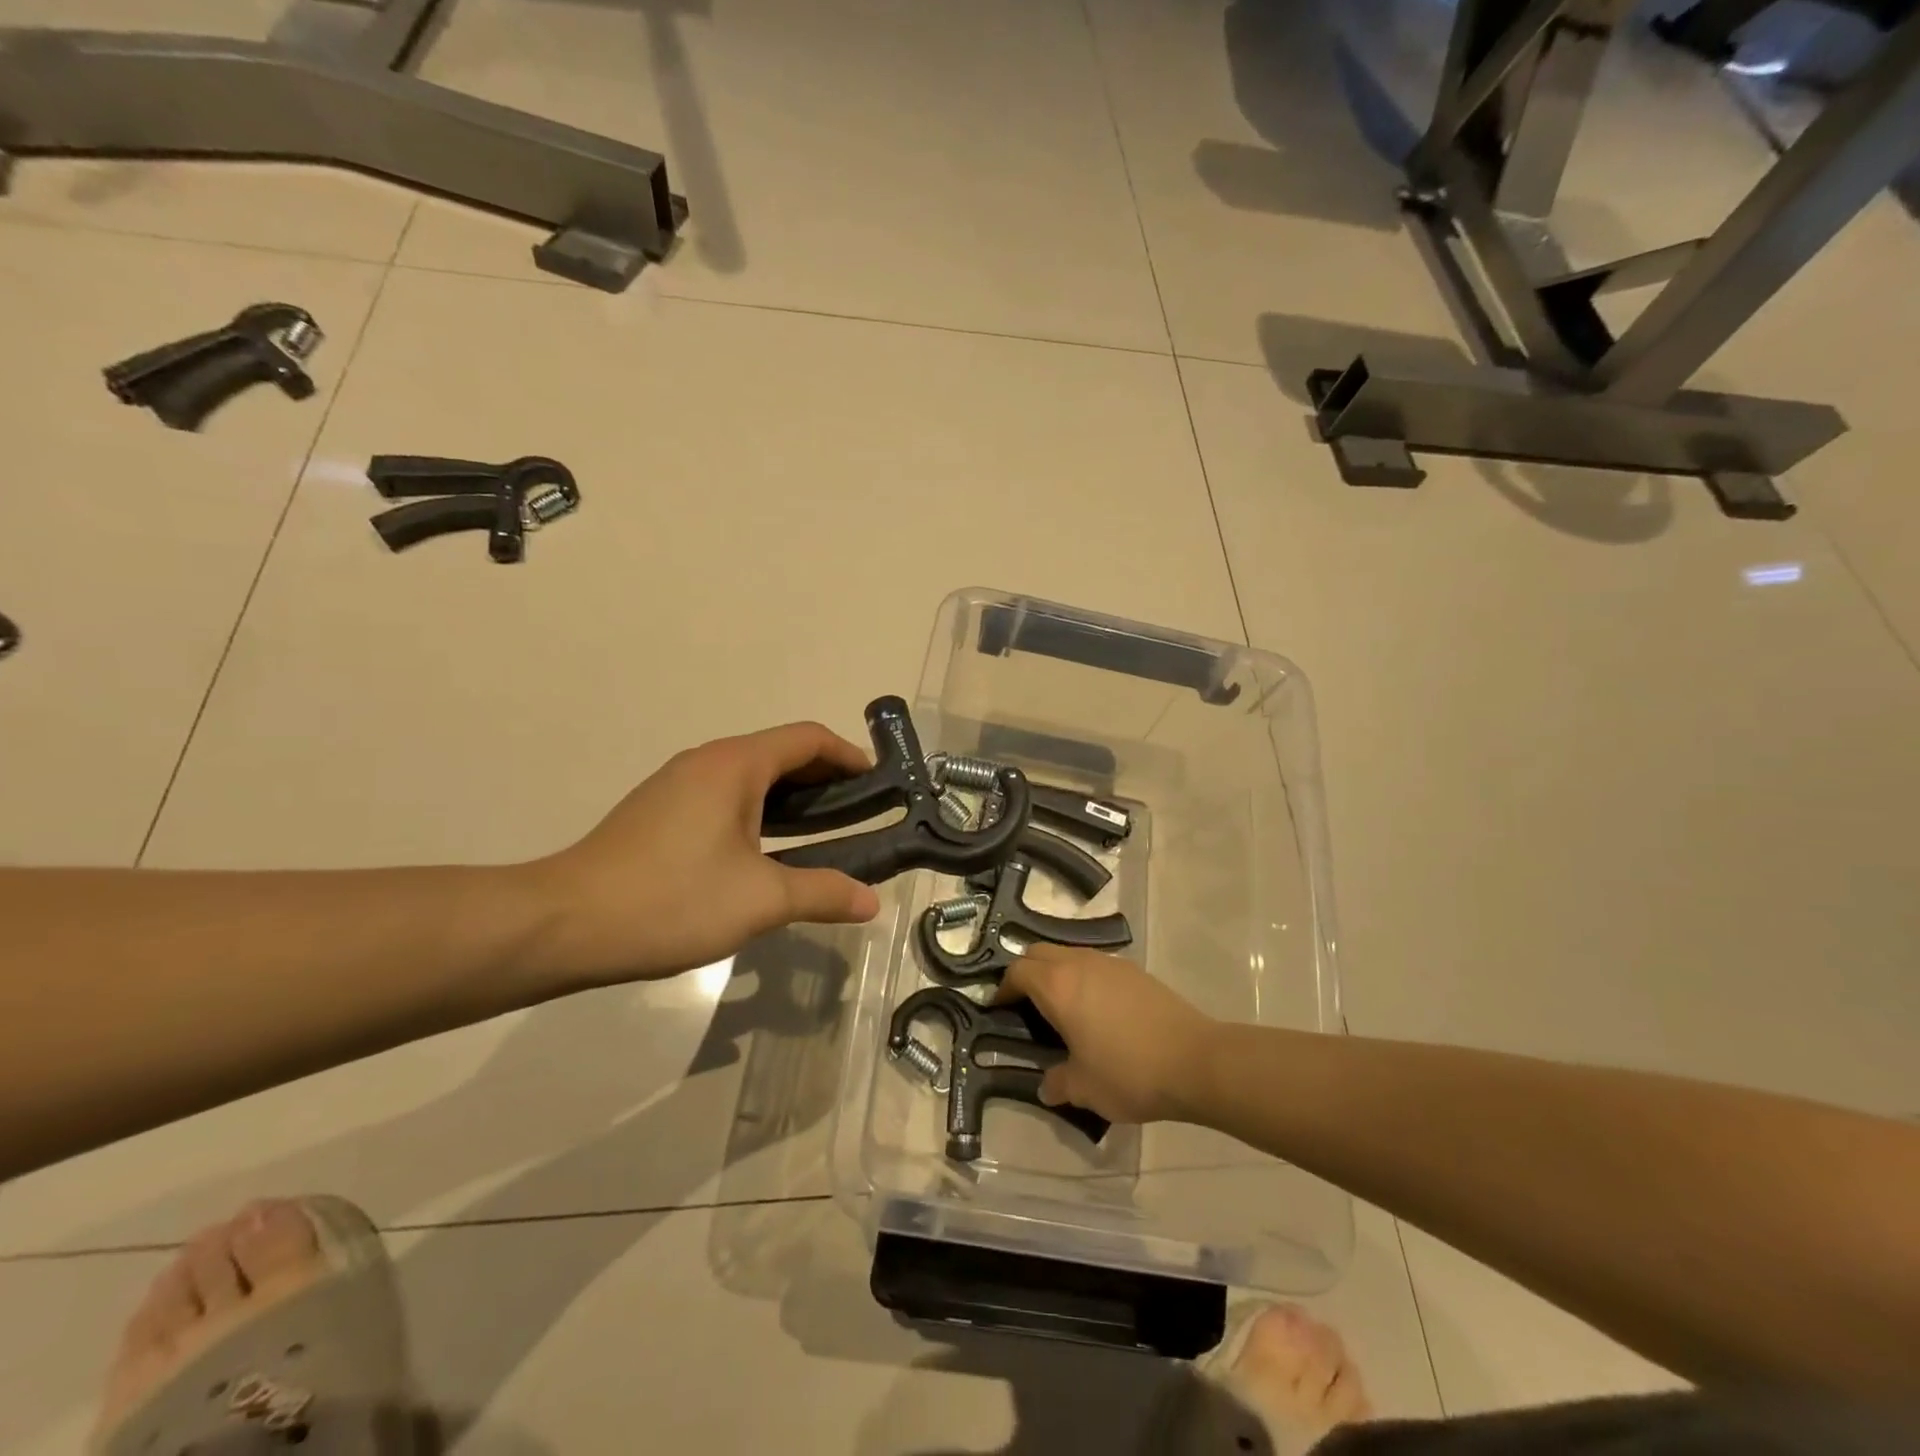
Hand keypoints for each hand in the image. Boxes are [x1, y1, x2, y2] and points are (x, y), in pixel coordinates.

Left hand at [529, 722, 880, 984]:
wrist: (564, 924)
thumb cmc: (671, 900)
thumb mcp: (760, 901)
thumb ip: (822, 893)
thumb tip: (871, 903)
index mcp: (735, 765)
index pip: (808, 739)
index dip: (849, 756)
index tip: (880, 785)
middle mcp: (706, 762)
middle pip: (780, 753)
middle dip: (826, 778)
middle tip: (861, 814)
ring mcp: (677, 785)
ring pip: (751, 776)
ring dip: (792, 797)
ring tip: (824, 834)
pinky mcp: (659, 811)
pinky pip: (725, 796)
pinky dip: (761, 811)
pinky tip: (767, 852)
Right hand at [998, 944, 1217, 1124]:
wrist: (1195, 1060)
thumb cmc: (1129, 1072)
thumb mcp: (1085, 1088)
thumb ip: (1058, 1083)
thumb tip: (1047, 1086)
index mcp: (1058, 987)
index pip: (1018, 971)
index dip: (1003, 988)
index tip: (1000, 1009)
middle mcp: (1080, 964)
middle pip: (1039, 953)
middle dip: (1026, 973)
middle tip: (1025, 1004)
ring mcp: (1110, 963)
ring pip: (1069, 954)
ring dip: (1056, 973)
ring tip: (1061, 1007)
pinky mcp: (1134, 971)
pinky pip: (1095, 964)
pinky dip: (1083, 978)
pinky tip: (1097, 1010)